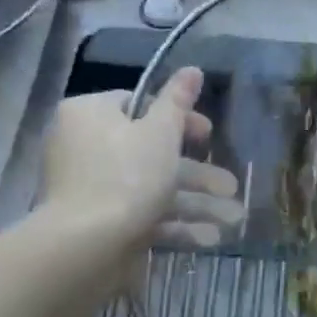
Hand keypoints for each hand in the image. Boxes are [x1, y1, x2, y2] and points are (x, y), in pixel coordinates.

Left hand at [39, 67, 241, 255]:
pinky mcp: (96, 223)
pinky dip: (172, 223)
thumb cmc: (126, 175)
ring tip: (234, 218)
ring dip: (194, 201)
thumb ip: (178, 100)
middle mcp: (83, 146)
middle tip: (230, 184)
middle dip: (197, 171)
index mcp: (90, 114)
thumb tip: (192, 68)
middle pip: (150, 150)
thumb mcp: (161, 131)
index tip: (207, 135)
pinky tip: (209, 238)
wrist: (85, 248)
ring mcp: (89, 188)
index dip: (179, 119)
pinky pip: (139, 214)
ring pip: (150, 186)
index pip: (139, 104)